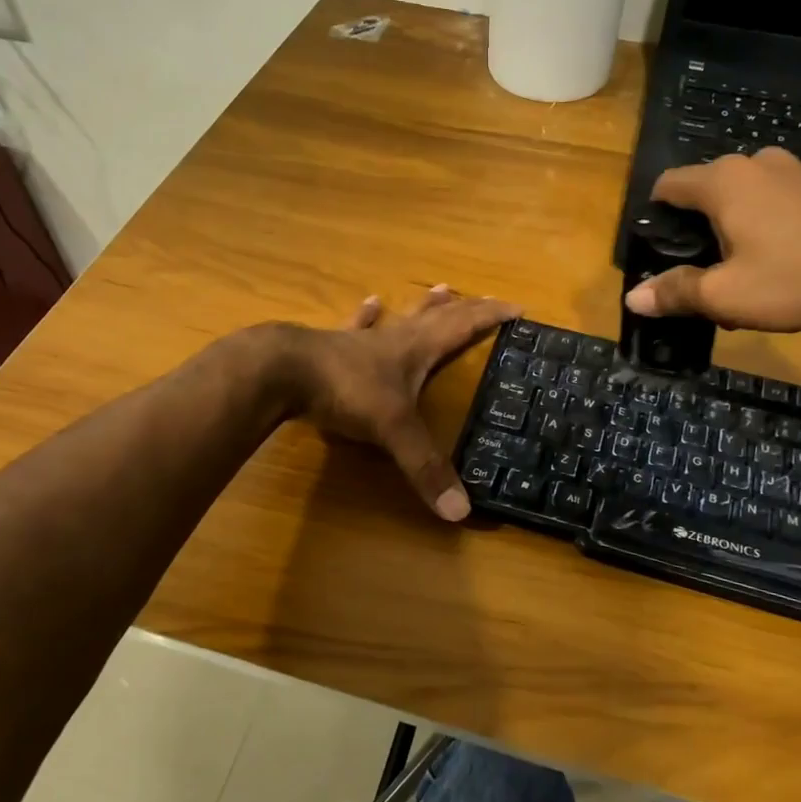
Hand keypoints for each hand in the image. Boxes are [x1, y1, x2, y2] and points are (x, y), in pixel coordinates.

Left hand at [288, 286, 520, 520]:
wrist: (283, 371)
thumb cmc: (346, 391)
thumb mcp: (393, 430)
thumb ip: (425, 468)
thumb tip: (461, 512)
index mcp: (416, 350)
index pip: (463, 326)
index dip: (490, 316)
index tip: (517, 308)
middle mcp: (395, 338)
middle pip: (438, 317)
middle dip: (466, 309)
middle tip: (487, 299)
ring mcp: (362, 340)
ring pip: (401, 317)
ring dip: (424, 306)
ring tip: (440, 289)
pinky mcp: (333, 346)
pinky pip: (357, 326)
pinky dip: (367, 316)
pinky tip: (370, 302)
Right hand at [624, 148, 800, 332]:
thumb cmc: (795, 279)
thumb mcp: (725, 296)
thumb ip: (675, 292)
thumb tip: (632, 298)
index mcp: (723, 181)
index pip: (668, 184)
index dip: (655, 216)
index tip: (660, 250)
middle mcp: (756, 163)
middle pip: (707, 189)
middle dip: (698, 227)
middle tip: (704, 272)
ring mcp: (797, 169)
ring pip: (746, 194)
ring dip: (735, 225)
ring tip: (744, 268)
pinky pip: (780, 198)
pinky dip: (769, 222)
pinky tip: (784, 258)